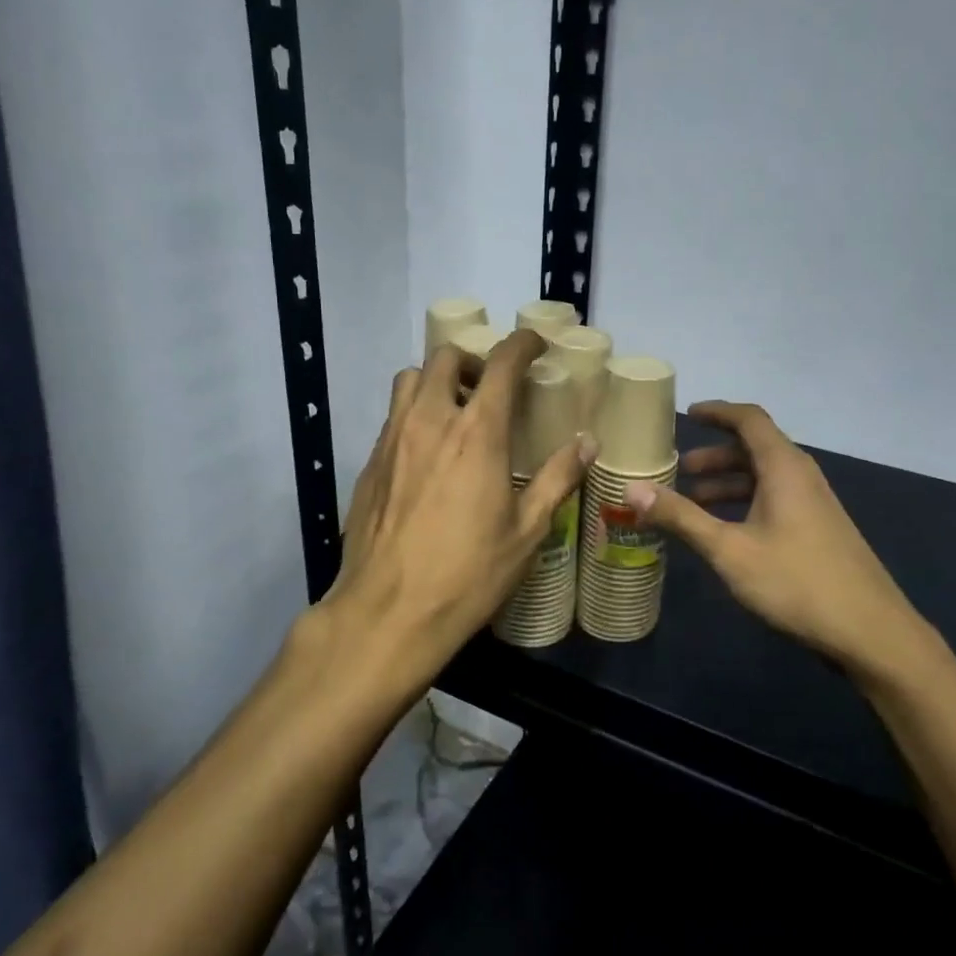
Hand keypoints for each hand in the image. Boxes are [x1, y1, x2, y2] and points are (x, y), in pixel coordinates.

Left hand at [319, 329, 593, 689]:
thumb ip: (557, 479)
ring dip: (437, 382)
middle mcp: (429, 421)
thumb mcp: (527, 531)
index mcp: (476, 433)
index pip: (501, 363)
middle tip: (491, 388)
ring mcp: (391, 440)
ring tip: (456, 414)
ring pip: (409, 380)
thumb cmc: (468, 574)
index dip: (522, 344)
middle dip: (473, 360)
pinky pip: (392, 417)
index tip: (536, 346)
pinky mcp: (368, 463)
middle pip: (445, 358)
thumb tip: (587, 443)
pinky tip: (427, 455)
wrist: (388, 611)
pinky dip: (414, 414)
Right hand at [624, 401, 938, 690]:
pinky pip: (775, 499)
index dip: (717, 412)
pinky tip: (726, 532)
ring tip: (693, 502)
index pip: (749, 419)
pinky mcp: (819, 530)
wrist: (871, 632)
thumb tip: (632, 489)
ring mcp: (815, 504)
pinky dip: (745, 503)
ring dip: (728, 483)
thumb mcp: (729, 550)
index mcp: (784, 467)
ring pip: (765, 477)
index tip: (687, 414)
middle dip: (715, 455)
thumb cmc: (796, 581)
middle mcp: (802, 476)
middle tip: (679, 470)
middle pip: (755, 448)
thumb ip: (681, 517)